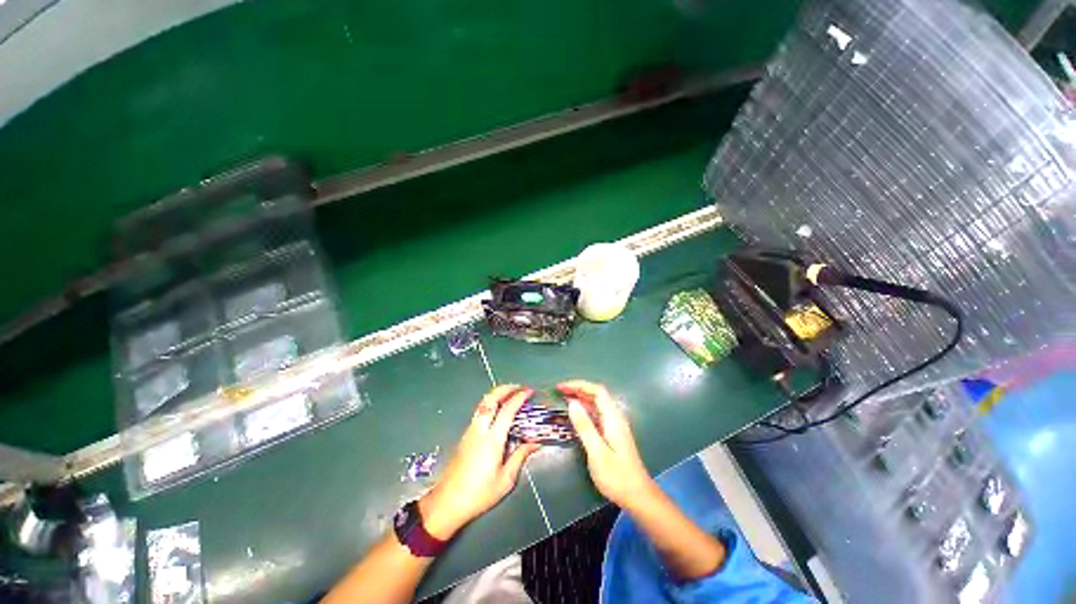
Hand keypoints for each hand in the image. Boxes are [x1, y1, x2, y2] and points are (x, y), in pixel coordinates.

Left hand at [419, 385, 539, 538]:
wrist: (447, 502)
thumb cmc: (479, 494)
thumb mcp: (505, 480)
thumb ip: (520, 456)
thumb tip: (535, 442)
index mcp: (492, 440)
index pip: (507, 410)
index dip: (519, 397)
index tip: (529, 392)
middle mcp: (480, 430)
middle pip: (491, 399)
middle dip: (506, 388)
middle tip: (520, 387)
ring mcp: (470, 430)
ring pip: (483, 403)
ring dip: (498, 394)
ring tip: (511, 395)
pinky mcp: (466, 435)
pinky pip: (480, 411)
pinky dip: (491, 403)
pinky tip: (499, 410)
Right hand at [560, 380, 656, 510]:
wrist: (638, 496)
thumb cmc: (617, 476)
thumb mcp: (597, 452)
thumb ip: (584, 426)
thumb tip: (572, 403)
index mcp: (613, 418)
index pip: (597, 391)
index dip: (579, 385)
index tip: (562, 388)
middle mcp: (615, 418)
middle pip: (596, 395)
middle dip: (577, 389)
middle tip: (559, 391)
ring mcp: (614, 426)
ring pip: (596, 405)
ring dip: (580, 399)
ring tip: (563, 399)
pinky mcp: (612, 434)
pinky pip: (596, 415)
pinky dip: (584, 411)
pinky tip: (575, 416)